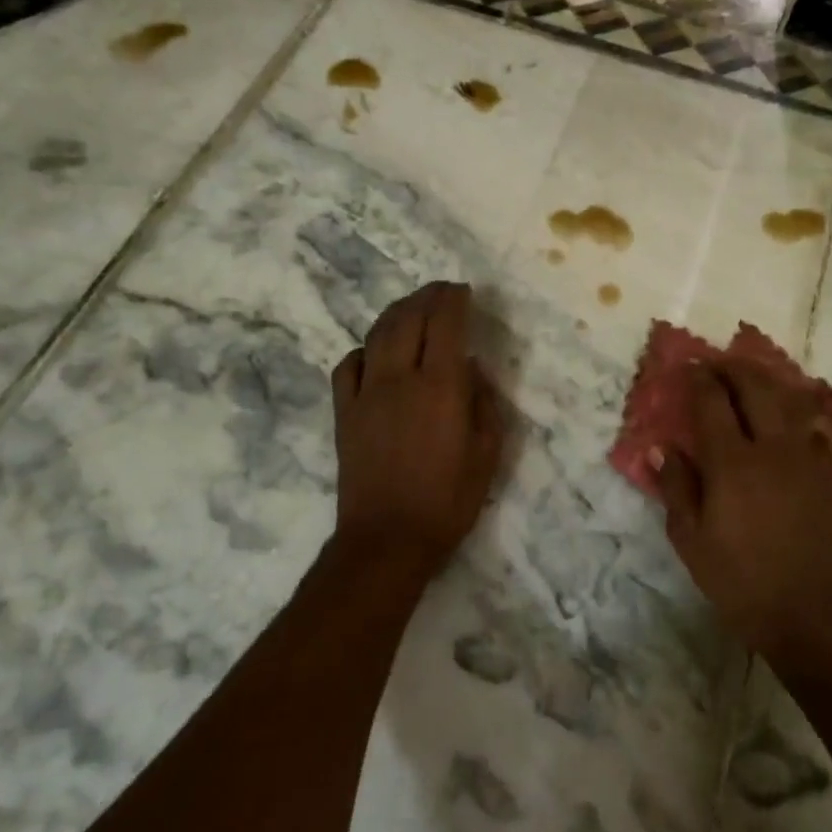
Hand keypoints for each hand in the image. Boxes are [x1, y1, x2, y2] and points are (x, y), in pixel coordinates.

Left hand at [331, 282, 503, 578]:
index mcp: (441, 387)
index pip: (446, 324)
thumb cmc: (447, 501)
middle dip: (427, 296)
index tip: (463, 291)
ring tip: (412, 307)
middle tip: (441, 290)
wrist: (386, 540)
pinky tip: (375, 353)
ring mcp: (366, 394)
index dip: (454, 300)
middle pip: (409, 319)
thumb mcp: (487, 454)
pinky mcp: (344, 412)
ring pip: (377, 334)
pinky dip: (365, 349)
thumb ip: (484, 404)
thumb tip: (472, 370)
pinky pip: (348, 365)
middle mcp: (400, 379)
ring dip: (396, 312)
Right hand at [655, 361, 831, 659]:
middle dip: (732, 368)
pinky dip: (802, 409)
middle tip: (715, 364)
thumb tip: (662, 448)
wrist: (811, 614)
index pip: (713, 403)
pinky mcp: (827, 473)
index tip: (686, 367)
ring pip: (789, 399)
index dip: (698, 379)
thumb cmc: (741, 581)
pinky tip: (794, 411)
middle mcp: (772, 448)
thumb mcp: (692, 541)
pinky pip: (818, 426)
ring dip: (765, 380)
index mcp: (733, 463)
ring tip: (748, 377)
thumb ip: (676, 488)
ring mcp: (806, 458)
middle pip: (755, 388)